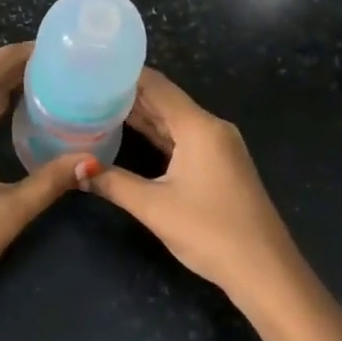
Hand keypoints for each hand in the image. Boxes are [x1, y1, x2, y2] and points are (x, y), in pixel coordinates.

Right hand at [86, 68, 301, 306]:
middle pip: (164, 100)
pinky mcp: (219, 165)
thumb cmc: (210, 232)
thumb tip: (75, 170)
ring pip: (173, 120)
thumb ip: (112, 183)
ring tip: (99, 106)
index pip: (156, 85)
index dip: (123, 74)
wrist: (265, 272)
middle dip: (127, 94)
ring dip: (140, 114)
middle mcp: (211, 127)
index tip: (91, 67)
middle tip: (87, 88)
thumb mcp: (154, 207)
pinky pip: (182, 138)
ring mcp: (218, 147)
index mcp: (199, 126)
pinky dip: (156, 134)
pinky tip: (130, 134)